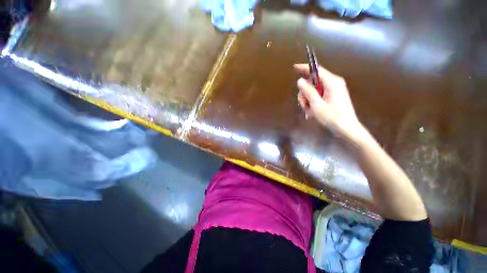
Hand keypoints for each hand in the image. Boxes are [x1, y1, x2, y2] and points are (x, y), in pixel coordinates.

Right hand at [294, 63, 362, 137]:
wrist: (346, 129)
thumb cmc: (332, 117)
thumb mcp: (317, 105)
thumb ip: (308, 92)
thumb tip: (300, 81)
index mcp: (332, 82)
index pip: (317, 70)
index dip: (305, 68)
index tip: (294, 68)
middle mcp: (334, 83)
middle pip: (313, 82)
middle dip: (305, 93)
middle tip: (303, 105)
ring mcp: (334, 90)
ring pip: (314, 90)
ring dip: (308, 100)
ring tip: (308, 111)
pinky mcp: (333, 96)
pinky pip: (319, 95)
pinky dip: (313, 103)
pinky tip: (312, 112)